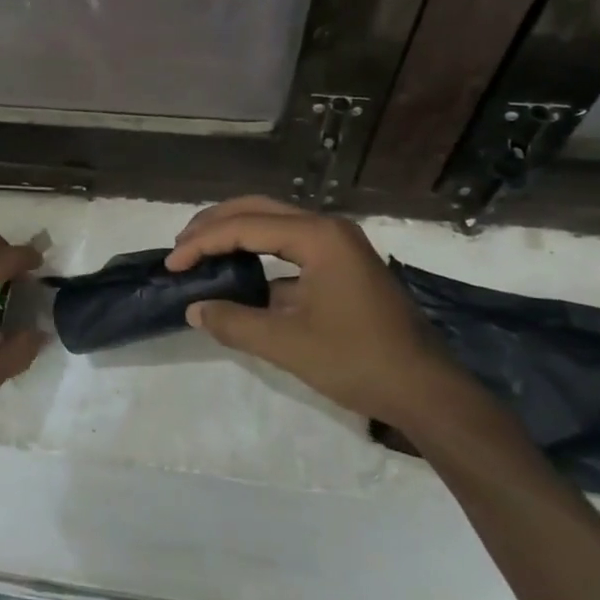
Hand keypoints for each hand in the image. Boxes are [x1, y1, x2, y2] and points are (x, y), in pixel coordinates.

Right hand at [166, 196, 461, 425]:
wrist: (427, 390)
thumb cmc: (358, 361)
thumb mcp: (288, 345)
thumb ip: (234, 323)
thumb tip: (194, 309)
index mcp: (318, 236)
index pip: (245, 227)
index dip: (202, 243)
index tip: (172, 264)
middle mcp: (328, 227)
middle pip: (259, 209)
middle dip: (215, 224)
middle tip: (181, 246)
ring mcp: (340, 243)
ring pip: (275, 222)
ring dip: (236, 233)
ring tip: (200, 251)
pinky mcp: (344, 263)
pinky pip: (291, 243)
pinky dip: (259, 251)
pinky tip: (239, 271)